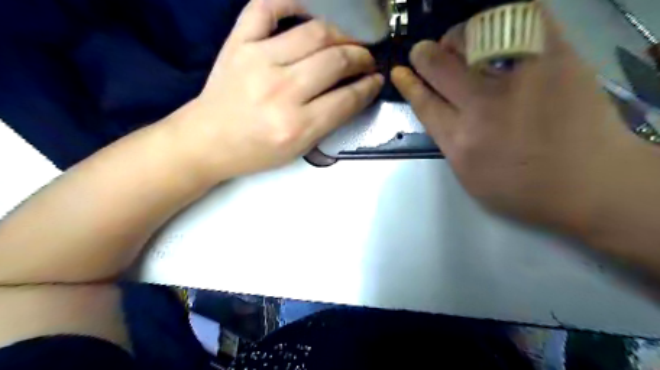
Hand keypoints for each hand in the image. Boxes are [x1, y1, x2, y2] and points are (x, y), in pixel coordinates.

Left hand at [174, 0, 381, 178]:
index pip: (347, 98)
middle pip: (336, 61)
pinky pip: (267, 6)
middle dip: (361, 58)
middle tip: (367, 60)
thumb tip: (355, 92)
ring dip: (341, 34)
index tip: (377, 80)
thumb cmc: (256, 151)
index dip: (369, 86)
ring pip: (314, 32)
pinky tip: (311, 9)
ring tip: (349, 40)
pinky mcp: (238, 43)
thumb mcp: (299, 149)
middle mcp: (281, 90)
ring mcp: (258, 60)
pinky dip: (292, 0)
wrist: (208, 140)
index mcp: (297, 125)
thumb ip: (329, 121)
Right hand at [393, 8, 641, 230]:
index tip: (401, 70)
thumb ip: (450, 143)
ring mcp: (519, 80)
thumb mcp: (470, 177)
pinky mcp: (555, 60)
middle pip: (440, 66)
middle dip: (425, 53)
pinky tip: (495, 29)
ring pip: (473, 39)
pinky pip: (523, 19)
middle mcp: (482, 107)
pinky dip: (502, 18)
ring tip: (460, 41)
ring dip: (458, 37)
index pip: (424, 102)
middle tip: (426, 51)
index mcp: (460, 140)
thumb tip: (441, 112)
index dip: (409, 83)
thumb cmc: (524, 190)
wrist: (592, 185)